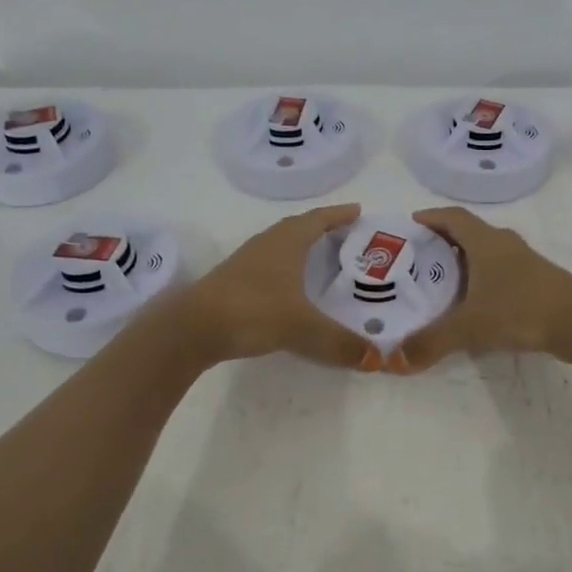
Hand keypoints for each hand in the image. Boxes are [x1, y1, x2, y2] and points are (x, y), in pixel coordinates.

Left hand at [183, 204, 378, 369]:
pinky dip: (287, 268)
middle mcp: (267, 244)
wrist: (193, 328)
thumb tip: (378, 360)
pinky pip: (269, 265)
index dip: (338, 214)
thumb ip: (340, 342)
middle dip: (322, 228)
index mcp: (287, 241)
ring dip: (302, 247)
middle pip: (298, 228)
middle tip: (346, 235)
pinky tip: (291, 287)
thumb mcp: (302, 328)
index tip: (358, 211)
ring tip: (322, 259)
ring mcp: (247, 262)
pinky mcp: (234, 281)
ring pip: (281, 246)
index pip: (318, 219)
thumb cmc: (253, 311)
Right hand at [392, 207, 571, 372]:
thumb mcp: (470, 327)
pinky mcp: (537, 280)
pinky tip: (475, 301)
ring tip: (441, 280)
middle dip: (443, 240)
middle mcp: (504, 244)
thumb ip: (432, 341)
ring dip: (465, 260)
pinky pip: (501, 270)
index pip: (453, 217)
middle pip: (469, 232)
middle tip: (418, 257)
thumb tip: (394, 361)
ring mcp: (524, 261)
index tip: (411, 223)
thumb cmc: (521, 310)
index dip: (431, 217)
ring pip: (487, 252)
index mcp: (485, 242)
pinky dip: (482, 277)